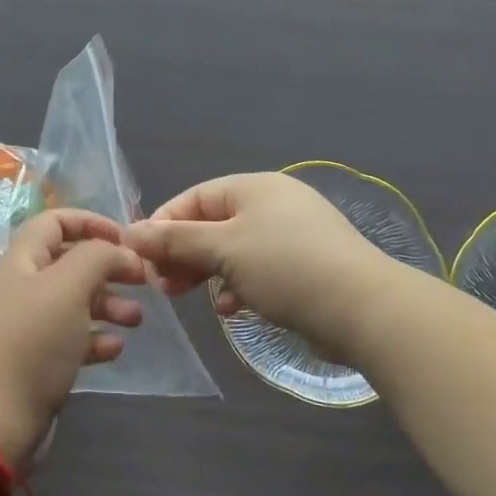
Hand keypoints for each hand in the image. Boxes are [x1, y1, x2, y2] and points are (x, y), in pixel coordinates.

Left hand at [0, 210, 144, 467]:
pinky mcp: (34, 361)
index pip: (55, 221)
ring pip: (74, 301)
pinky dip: (95, 338)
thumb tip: (120, 250)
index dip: (91, 222)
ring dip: (108, 304)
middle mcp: (22, 287)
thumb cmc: (32, 342)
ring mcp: (27, 326)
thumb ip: (98, 256)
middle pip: (69, 262)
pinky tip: (115, 349)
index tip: (126, 239)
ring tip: (136, 320)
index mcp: (22, 260)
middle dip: (108, 267)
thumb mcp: (69, 287)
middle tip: (142, 280)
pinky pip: (71, 338)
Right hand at [125, 172, 393, 367]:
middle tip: (161, 284)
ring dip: (207, 271)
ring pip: (235, 249)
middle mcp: (274, 203)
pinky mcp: (307, 266)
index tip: (140, 256)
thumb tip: (131, 232)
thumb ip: (176, 240)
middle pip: (214, 223)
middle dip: (184, 253)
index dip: (163, 224)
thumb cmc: (285, 267)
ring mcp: (293, 235)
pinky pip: (260, 269)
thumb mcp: (223, 249)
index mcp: (254, 186)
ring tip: (187, 298)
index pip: (195, 197)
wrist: (363, 308)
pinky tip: (231, 308)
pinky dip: (239, 284)